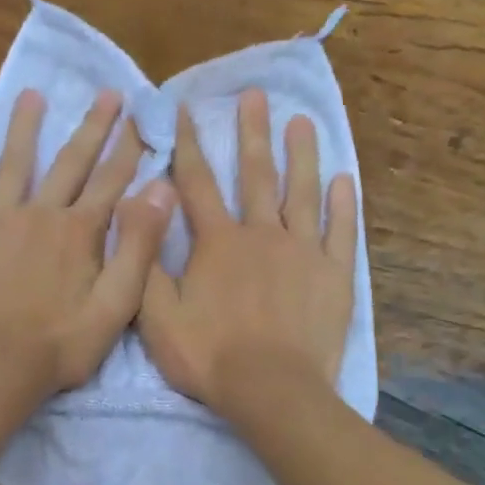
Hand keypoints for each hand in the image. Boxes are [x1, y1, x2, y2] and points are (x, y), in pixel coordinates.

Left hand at [0, 89, 176, 399]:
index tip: (139, 117)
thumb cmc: (62, 343)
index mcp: (80, 232)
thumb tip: (161, 189)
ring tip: (32, 95)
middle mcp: (42, 214)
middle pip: (70, 163)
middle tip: (106, 93)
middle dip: (92, 127)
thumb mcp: (117, 303)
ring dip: (26, 129)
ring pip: (16, 165)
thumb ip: (140, 245)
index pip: (111, 181)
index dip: (128, 149)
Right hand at [139, 88, 356, 417]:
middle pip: (256, 175)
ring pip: (302, 193)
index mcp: (217, 242)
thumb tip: (142, 210)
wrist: (272, 390)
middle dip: (252, 132)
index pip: (198, 183)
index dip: (189, 143)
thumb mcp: (156, 317)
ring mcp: (303, 252)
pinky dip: (343, 204)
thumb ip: (146, 263)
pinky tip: (343, 179)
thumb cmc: (210, 356)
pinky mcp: (333, 274)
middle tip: (255, 95)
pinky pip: (341, 231)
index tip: (186, 108)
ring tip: (302, 122)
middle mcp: (261, 234)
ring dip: (301, 155)